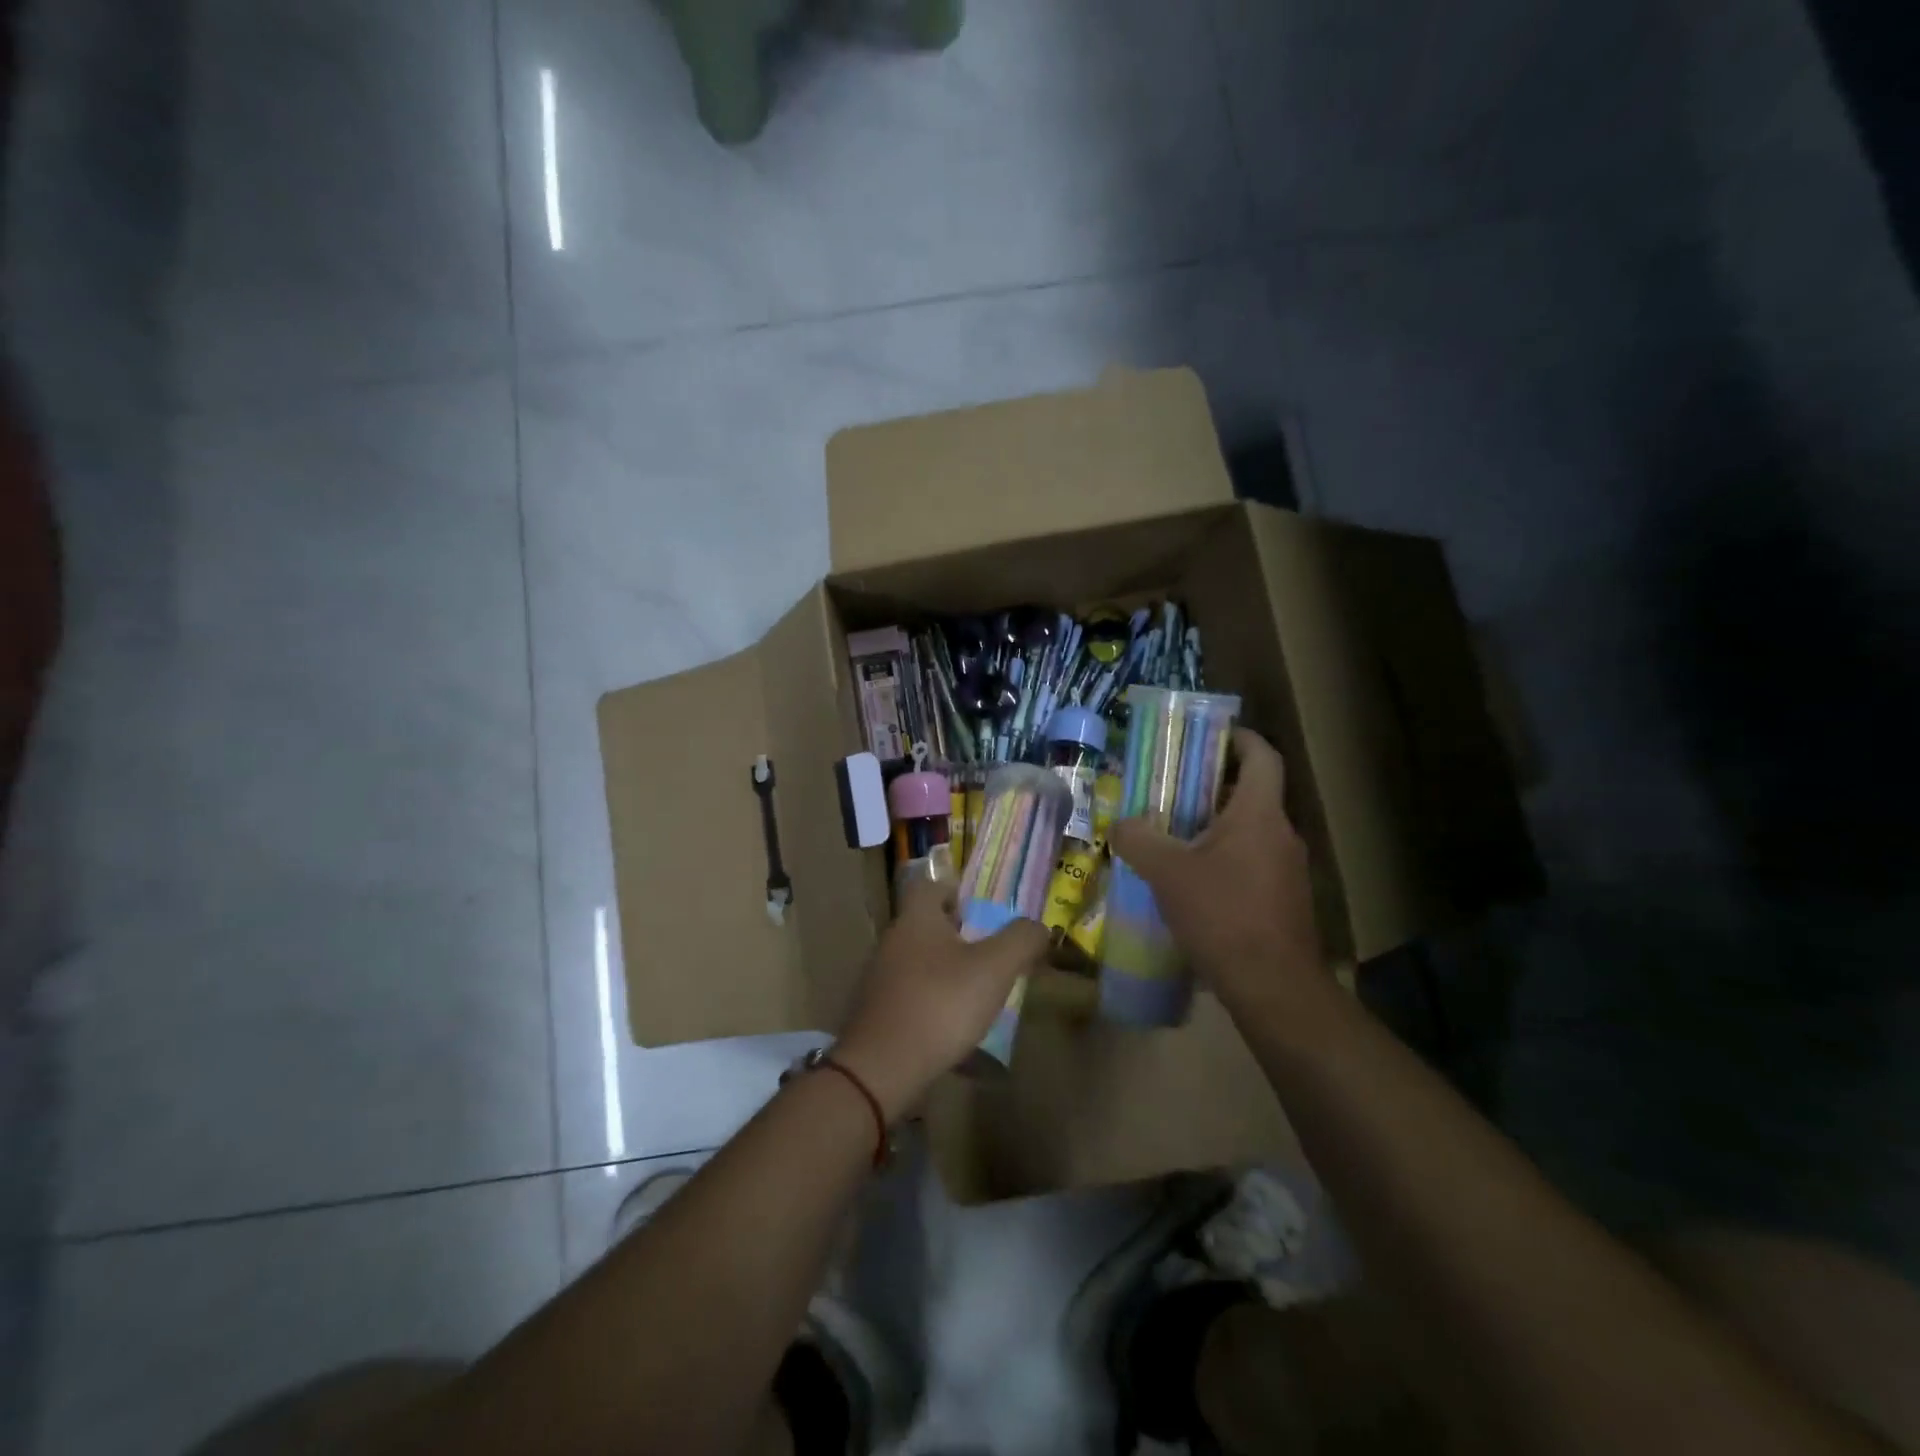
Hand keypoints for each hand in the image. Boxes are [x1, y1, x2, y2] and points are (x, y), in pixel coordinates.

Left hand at [834, 876, 1049, 1119]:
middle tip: (990, 952)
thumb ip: (1021, 940)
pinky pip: (911, 993)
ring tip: (976, 992)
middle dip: (958, 934)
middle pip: (926, 924)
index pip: (930, 885)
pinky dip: (932, 1000)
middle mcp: (893, 939)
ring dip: (946, 970)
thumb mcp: (994, 968)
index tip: (983, 910)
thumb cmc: (941, 1004)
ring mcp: (880, 977)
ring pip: (919, 960)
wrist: (882, 1068)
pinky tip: (952, 1024)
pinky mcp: (877, 1011)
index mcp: (916, 918)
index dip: (957, 891)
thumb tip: (1038, 926)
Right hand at [1107, 728, 1323, 1013]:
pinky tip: (1191, 882)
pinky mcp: (1284, 900)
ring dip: (1214, 825)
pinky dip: (1223, 858)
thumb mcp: (1167, 872)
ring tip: (1171, 835)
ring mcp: (1287, 869)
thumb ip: (1137, 839)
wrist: (1273, 986)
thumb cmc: (1223, 915)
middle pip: (1251, 792)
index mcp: (1259, 814)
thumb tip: (1121, 824)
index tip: (1209, 734)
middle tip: (1170, 788)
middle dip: (1212, 784)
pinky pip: (1251, 862)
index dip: (1240, 737)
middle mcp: (1281, 834)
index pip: (1262, 756)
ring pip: (1250, 830)